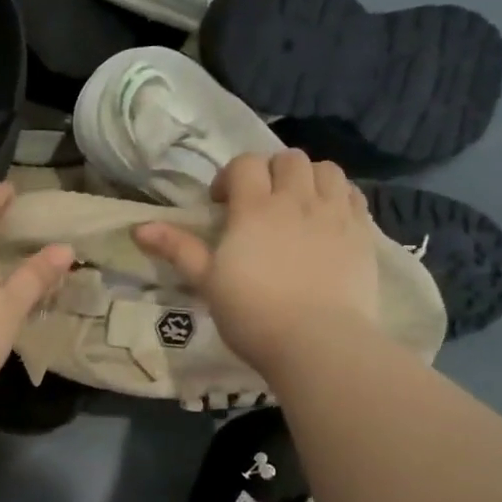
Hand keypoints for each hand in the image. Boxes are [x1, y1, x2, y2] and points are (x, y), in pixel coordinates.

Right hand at [134, 150, 379, 374]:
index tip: (222, 204)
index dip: (230, 176)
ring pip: (326, 169)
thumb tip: (139, 227)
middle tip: (260, 203)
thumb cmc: (253, 314)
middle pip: (288, 159)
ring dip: (308, 178)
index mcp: (255, 208)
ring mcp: (335, 214)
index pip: (245, 164)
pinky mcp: (363, 233)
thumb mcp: (208, 282)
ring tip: (298, 205)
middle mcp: (297, 200)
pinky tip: (327, 220)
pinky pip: (354, 195)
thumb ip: (178, 249)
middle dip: (271, 172)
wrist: (318, 343)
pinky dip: (338, 197)